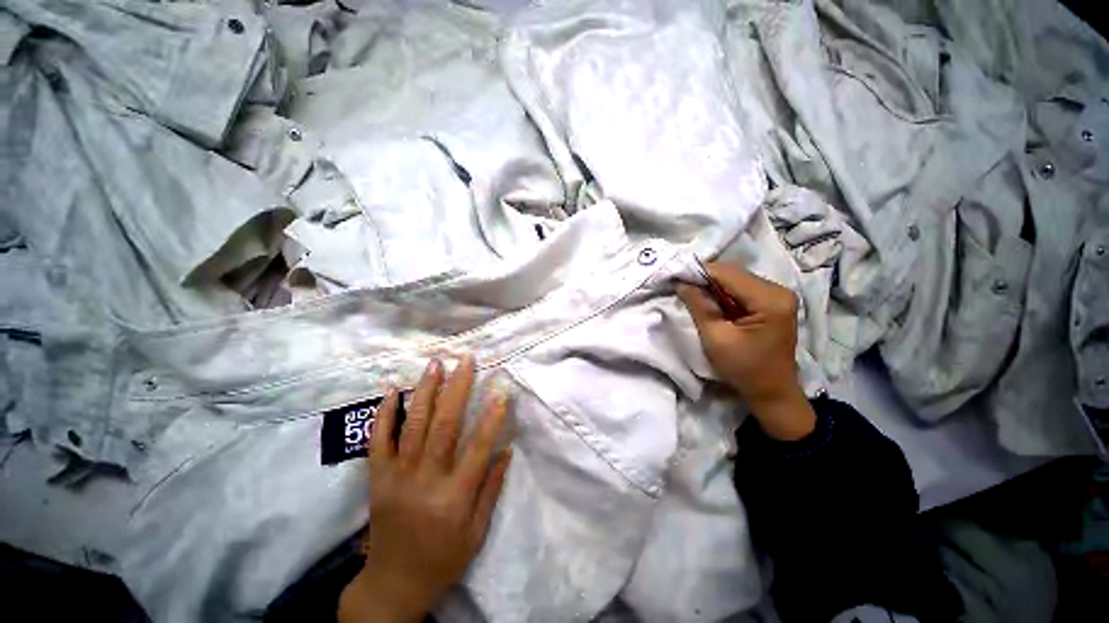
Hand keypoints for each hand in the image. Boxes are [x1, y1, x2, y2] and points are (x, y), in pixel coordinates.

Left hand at [338, 356, 512, 622]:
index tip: (501, 388)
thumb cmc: (443, 559)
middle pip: (444, 426)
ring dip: (426, 390)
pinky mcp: (377, 478)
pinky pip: (378, 441)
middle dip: (458, 388)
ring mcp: (396, 477)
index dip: (492, 416)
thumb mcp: (477, 532)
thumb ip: (492, 488)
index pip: (478, 447)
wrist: (392, 584)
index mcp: (454, 498)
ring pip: (412, 425)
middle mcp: (425, 481)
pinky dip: (384, 413)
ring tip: (436, 363)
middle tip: (466, 359)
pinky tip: (392, 389)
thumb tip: (506, 448)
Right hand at [678, 262, 815, 440]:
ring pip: (735, 279)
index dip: (699, 272)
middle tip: (680, 285)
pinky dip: (721, 292)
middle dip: (704, 278)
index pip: (728, 274)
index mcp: (770, 299)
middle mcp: (778, 290)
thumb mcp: (716, 338)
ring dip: (711, 285)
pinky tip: (708, 300)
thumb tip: (681, 282)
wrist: (771, 392)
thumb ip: (699, 306)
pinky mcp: (771, 302)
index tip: (675, 276)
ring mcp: (777, 295)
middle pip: (733, 273)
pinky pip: (740, 289)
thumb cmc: (744, 369)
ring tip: (690, 291)